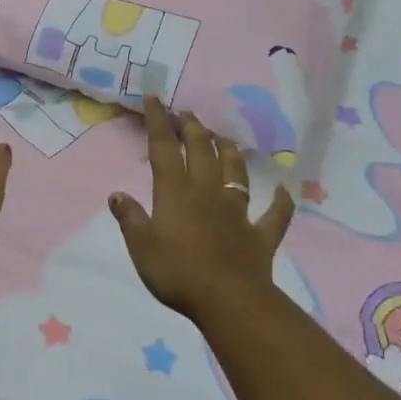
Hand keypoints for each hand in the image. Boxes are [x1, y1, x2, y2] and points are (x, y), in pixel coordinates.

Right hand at [109, 98, 293, 320]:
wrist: (229, 301)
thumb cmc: (178, 272)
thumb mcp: (142, 247)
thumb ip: (130, 218)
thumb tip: (117, 193)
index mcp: (176, 191)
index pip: (164, 147)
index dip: (158, 121)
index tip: (155, 98)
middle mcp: (207, 191)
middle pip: (201, 150)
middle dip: (193, 128)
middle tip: (186, 113)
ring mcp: (237, 211)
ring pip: (235, 171)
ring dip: (229, 151)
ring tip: (223, 137)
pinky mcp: (260, 234)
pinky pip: (275, 214)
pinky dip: (280, 202)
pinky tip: (283, 191)